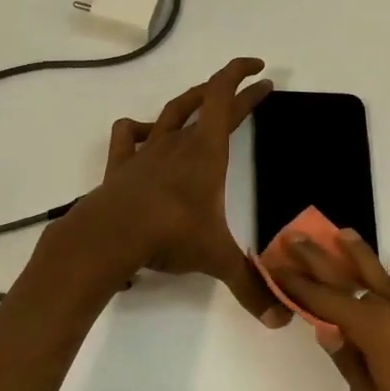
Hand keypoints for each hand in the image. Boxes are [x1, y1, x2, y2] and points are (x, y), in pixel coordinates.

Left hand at [65, 57, 281, 319]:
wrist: (109, 235)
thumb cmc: (169, 235)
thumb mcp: (215, 258)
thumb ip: (250, 286)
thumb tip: (280, 320)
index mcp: (206, 152)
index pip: (226, 98)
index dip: (243, 78)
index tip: (261, 71)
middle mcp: (178, 142)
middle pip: (206, 102)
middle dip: (231, 91)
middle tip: (251, 87)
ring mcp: (146, 150)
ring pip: (170, 111)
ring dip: (190, 100)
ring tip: (203, 99)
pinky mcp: (121, 164)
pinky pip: (129, 135)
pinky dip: (140, 128)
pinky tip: (146, 134)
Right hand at [272, 232, 389, 390]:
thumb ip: (352, 370)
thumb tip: (332, 334)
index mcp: (376, 333)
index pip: (326, 302)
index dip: (297, 285)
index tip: (274, 264)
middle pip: (352, 280)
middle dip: (322, 259)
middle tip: (295, 237)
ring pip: (388, 280)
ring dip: (363, 258)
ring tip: (343, 234)